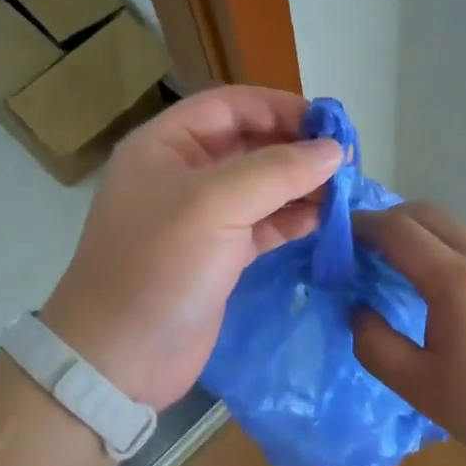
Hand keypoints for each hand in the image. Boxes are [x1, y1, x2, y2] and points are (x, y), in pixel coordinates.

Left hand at [41, 87, 343, 408]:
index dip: (280, 107)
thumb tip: (333, 150)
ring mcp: (201, 218)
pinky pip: (262, 224)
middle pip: (249, 144)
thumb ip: (277, 171)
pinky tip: (324, 219)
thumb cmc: (158, 267)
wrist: (119, 359)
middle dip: (296, 148)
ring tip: (345, 190)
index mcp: (165, 145)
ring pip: (260, 186)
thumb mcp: (214, 206)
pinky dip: (292, 219)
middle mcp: (183, 174)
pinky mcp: (218, 256)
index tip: (330, 123)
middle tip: (347, 160)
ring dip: (300, 185)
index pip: (230, 106)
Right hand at [352, 202, 465, 465]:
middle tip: (359, 249)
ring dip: (414, 232)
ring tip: (391, 266)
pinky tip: (432, 285)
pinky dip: (438, 246)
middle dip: (385, 220)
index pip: (396, 230)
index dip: (360, 227)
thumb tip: (358, 311)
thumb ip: (376, 346)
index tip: (335, 240)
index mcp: (453, 281)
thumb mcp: (421, 388)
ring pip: (449, 225)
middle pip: (424, 212)